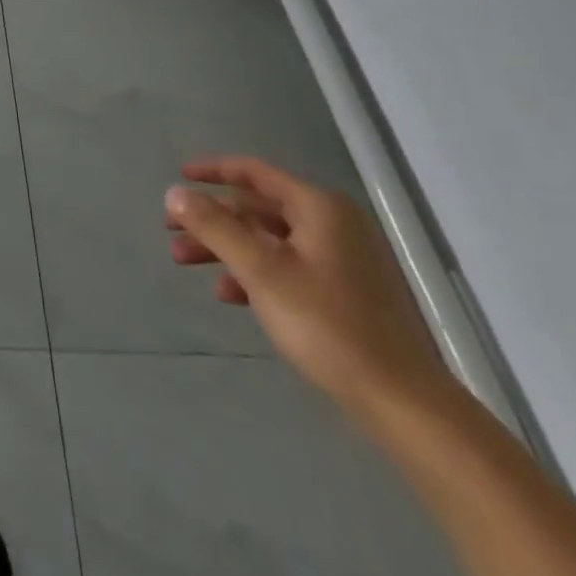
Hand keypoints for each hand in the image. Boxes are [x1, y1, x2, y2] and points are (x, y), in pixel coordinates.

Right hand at [165, 157, 454, 424]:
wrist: (404, 403)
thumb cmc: (327, 325)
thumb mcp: (261, 271)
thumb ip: (214, 227)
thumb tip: (175, 192)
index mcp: (319, 208)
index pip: (254, 173)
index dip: (212, 171)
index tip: (178, 177)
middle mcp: (333, 225)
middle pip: (257, 208)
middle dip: (211, 219)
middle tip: (171, 231)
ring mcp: (343, 260)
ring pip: (268, 240)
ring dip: (225, 247)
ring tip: (184, 262)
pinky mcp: (345, 294)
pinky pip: (286, 267)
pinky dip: (253, 273)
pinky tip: (227, 294)